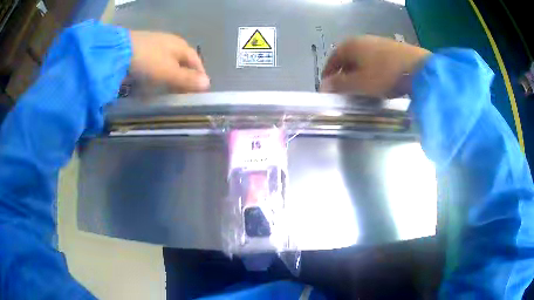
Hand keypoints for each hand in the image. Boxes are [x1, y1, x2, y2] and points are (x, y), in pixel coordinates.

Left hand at [129, 31, 209, 91]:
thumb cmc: (148, 61)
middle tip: (183, 93)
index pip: (196, 61)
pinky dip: (156, 74)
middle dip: (183, 77)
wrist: (119, 51)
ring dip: (169, 77)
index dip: (199, 75)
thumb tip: (208, 83)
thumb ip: (187, 79)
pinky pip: (154, 64)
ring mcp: (155, 45)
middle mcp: (170, 43)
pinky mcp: (142, 50)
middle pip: (181, 62)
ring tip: (166, 91)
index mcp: (180, 46)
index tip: (200, 90)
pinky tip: (151, 82)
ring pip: (167, 63)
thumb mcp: (169, 72)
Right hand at [321, 35, 430, 96]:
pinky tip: (377, 80)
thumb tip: (324, 86)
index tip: (327, 87)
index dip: (328, 74)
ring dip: (358, 72)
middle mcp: (361, 40)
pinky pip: (374, 59)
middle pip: (347, 58)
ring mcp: (377, 42)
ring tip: (361, 86)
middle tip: (344, 89)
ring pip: (361, 59)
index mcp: (349, 45)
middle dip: (344, 74)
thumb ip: (340, 84)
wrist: (417, 68)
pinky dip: (371, 69)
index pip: (332, 60)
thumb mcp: (359, 83)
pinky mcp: (390, 47)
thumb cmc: (384, 75)